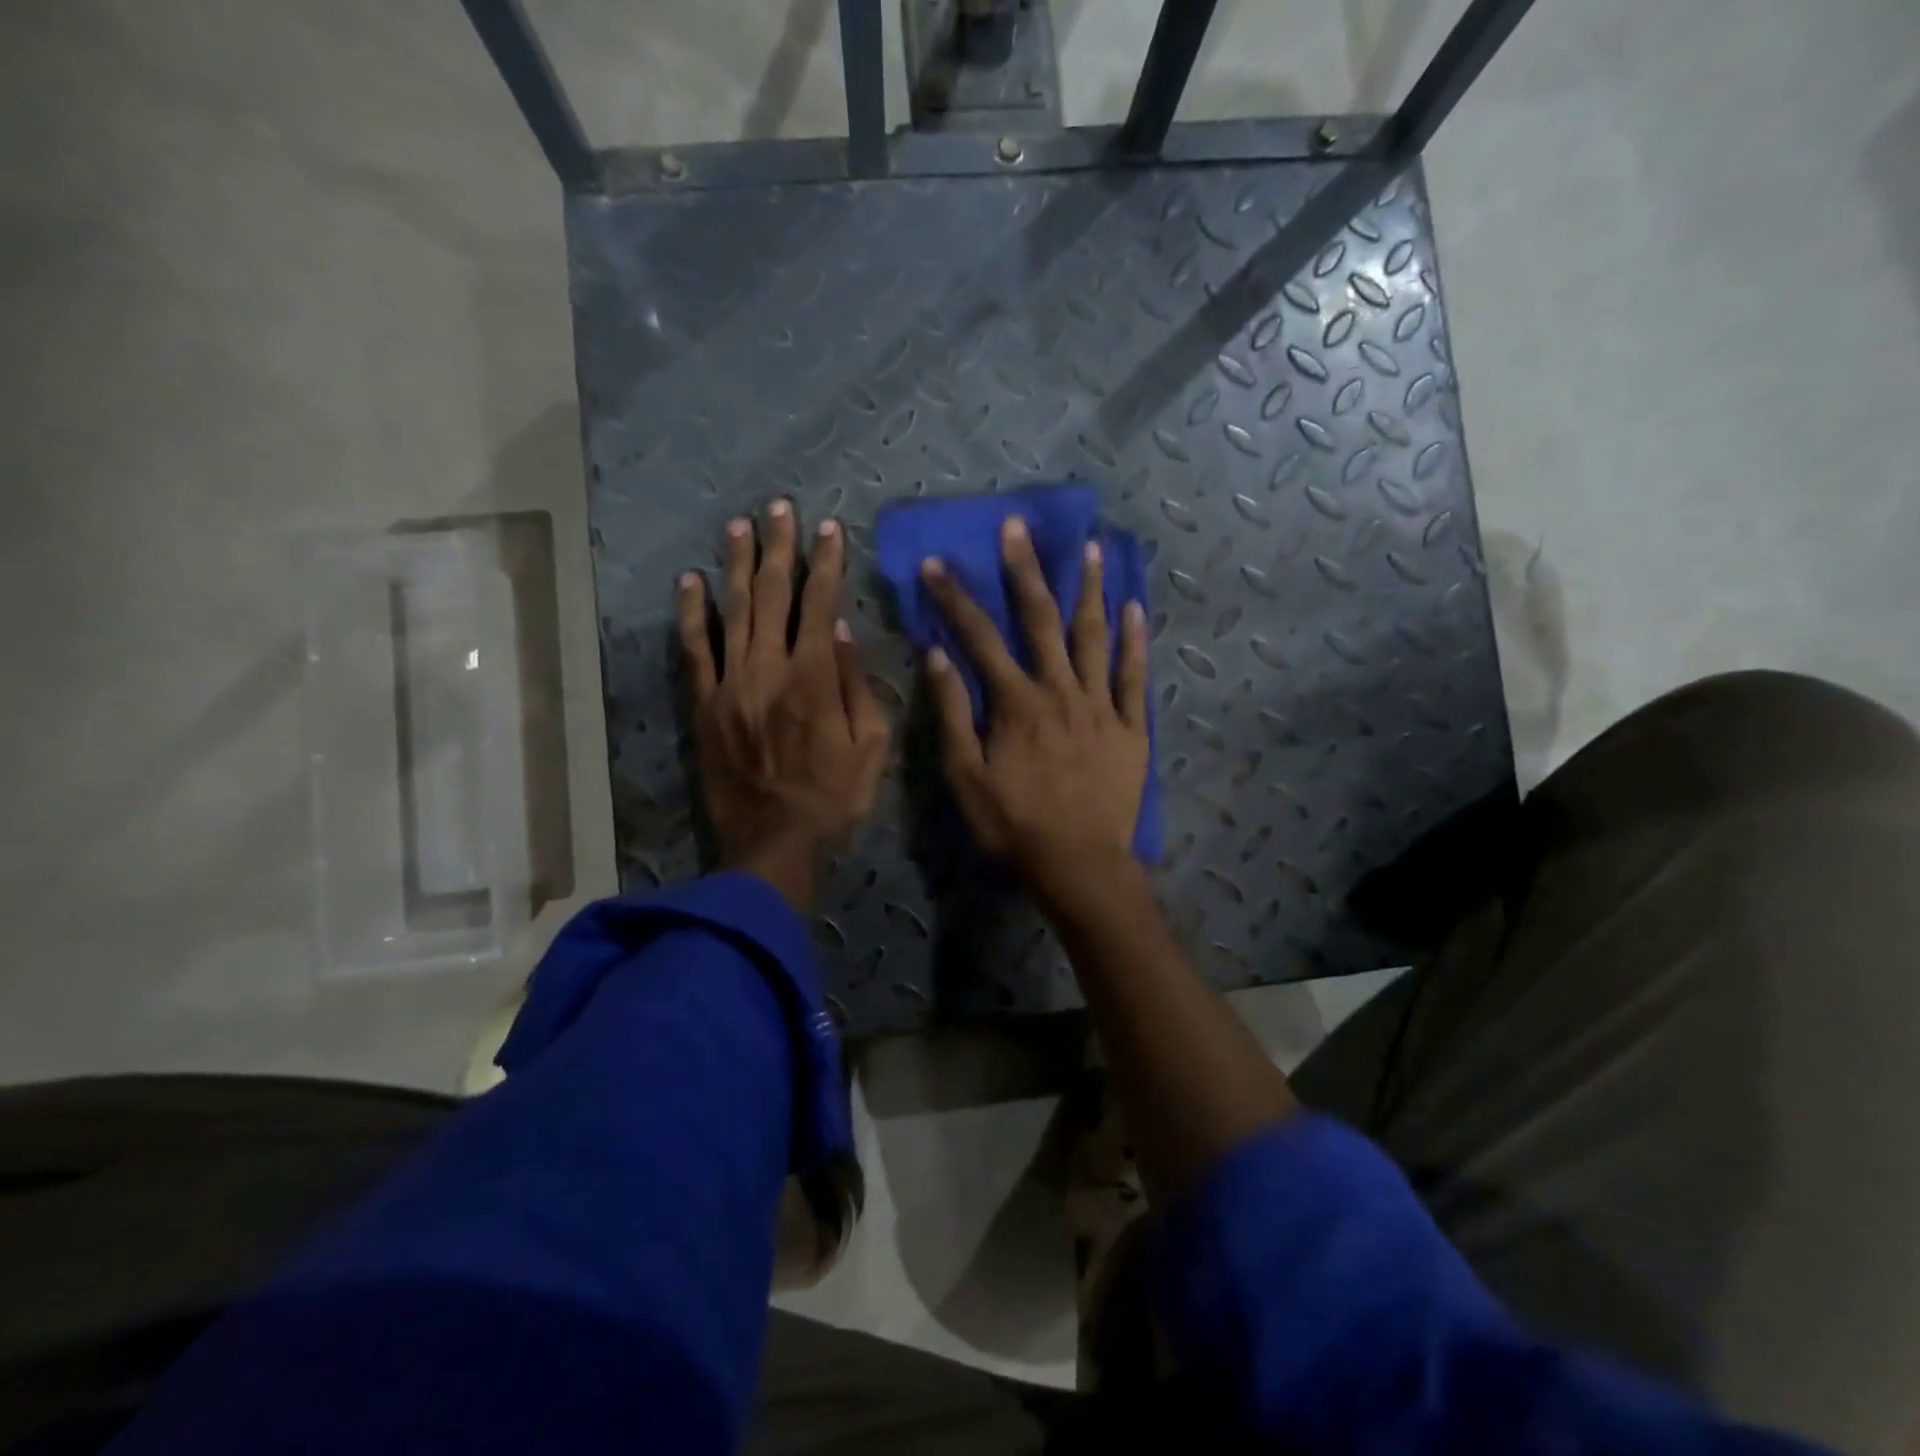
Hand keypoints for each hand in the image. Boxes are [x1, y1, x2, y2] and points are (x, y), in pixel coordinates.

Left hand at [677, 501, 889, 911]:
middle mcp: (769, 670)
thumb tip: (842, 631)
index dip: (826, 563)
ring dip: (736, 565)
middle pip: (772, 595)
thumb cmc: (834, 799)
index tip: (829, 529)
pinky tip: (690, 581)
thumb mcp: (871, 748)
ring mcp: (730, 685)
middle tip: (780, 507)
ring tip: (740, 525)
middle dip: (779, 548)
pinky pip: (694, 650)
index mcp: (815, 680)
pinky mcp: (704, 705)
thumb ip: (857, 686)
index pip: (820, 604)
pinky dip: (691, 613)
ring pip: (732, 611)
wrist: (774, 844)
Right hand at [919, 515, 1149, 905]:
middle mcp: (1060, 691)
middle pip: (1041, 620)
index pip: (979, 638)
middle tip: (1017, 527)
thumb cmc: (1015, 826)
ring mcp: (1101, 705)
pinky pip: (1134, 675)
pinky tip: (1135, 607)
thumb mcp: (966, 777)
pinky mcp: (1131, 726)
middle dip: (1025, 571)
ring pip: (1094, 636)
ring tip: (1090, 548)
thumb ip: (953, 714)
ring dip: (1090, 590)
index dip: (955, 599)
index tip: (935, 564)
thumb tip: (937, 656)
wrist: (1080, 865)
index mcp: (1017, 703)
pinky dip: (1135, 640)